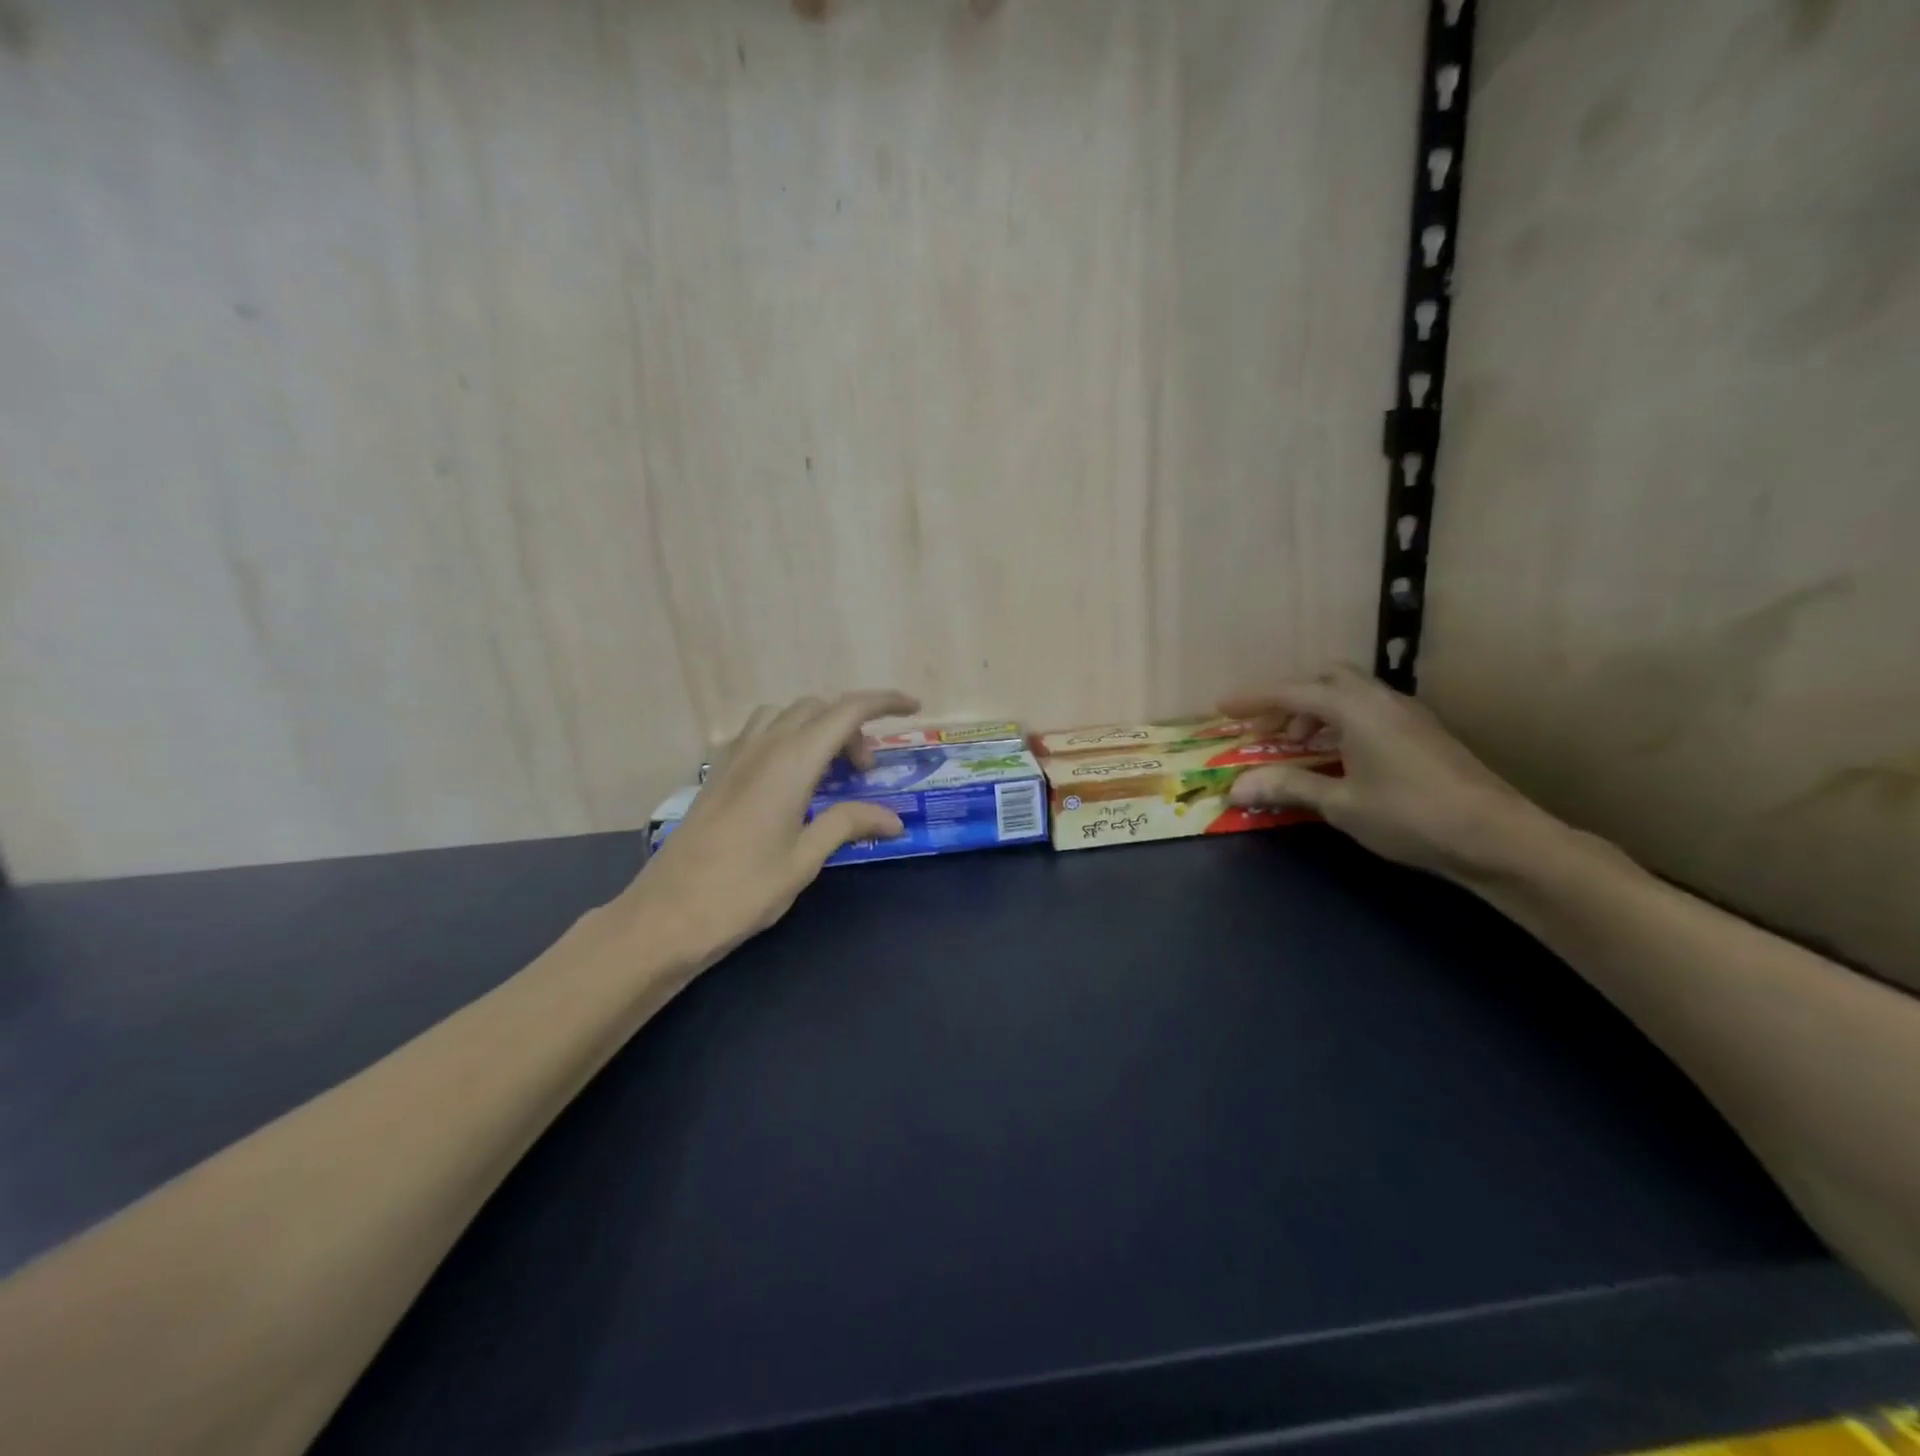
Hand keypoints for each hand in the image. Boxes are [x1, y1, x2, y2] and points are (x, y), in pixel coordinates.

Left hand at [618, 690, 919, 961]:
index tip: (912, 707)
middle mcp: (763, 747)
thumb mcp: (805, 859)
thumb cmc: (742, 891)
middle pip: (818, 709)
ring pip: (786, 715)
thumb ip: (849, 824)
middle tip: (866, 774)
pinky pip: (760, 733)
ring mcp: (735, 757)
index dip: (883, 702)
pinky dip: (788, 738)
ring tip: (830, 773)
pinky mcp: (718, 773)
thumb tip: (894, 818)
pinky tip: (791, 780)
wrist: (665, 916)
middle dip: (852, 727)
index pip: (846, 711)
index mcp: (791, 763)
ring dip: (817, 729)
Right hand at [1221, 666, 1549, 879]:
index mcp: (1355, 709)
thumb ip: (1289, 787)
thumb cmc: (1410, 815)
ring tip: (1296, 746)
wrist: (1497, 836)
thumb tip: (1237, 787)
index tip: (1222, 708)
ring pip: (1349, 694)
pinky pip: (1368, 711)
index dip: (1253, 699)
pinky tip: (1337, 757)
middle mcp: (1381, 700)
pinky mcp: (1423, 733)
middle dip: (1288, 700)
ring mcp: (1407, 714)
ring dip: (1316, 711)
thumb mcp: (1340, 804)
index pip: (1292, 692)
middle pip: (1324, 680)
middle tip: (1266, 730)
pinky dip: (1340, 723)